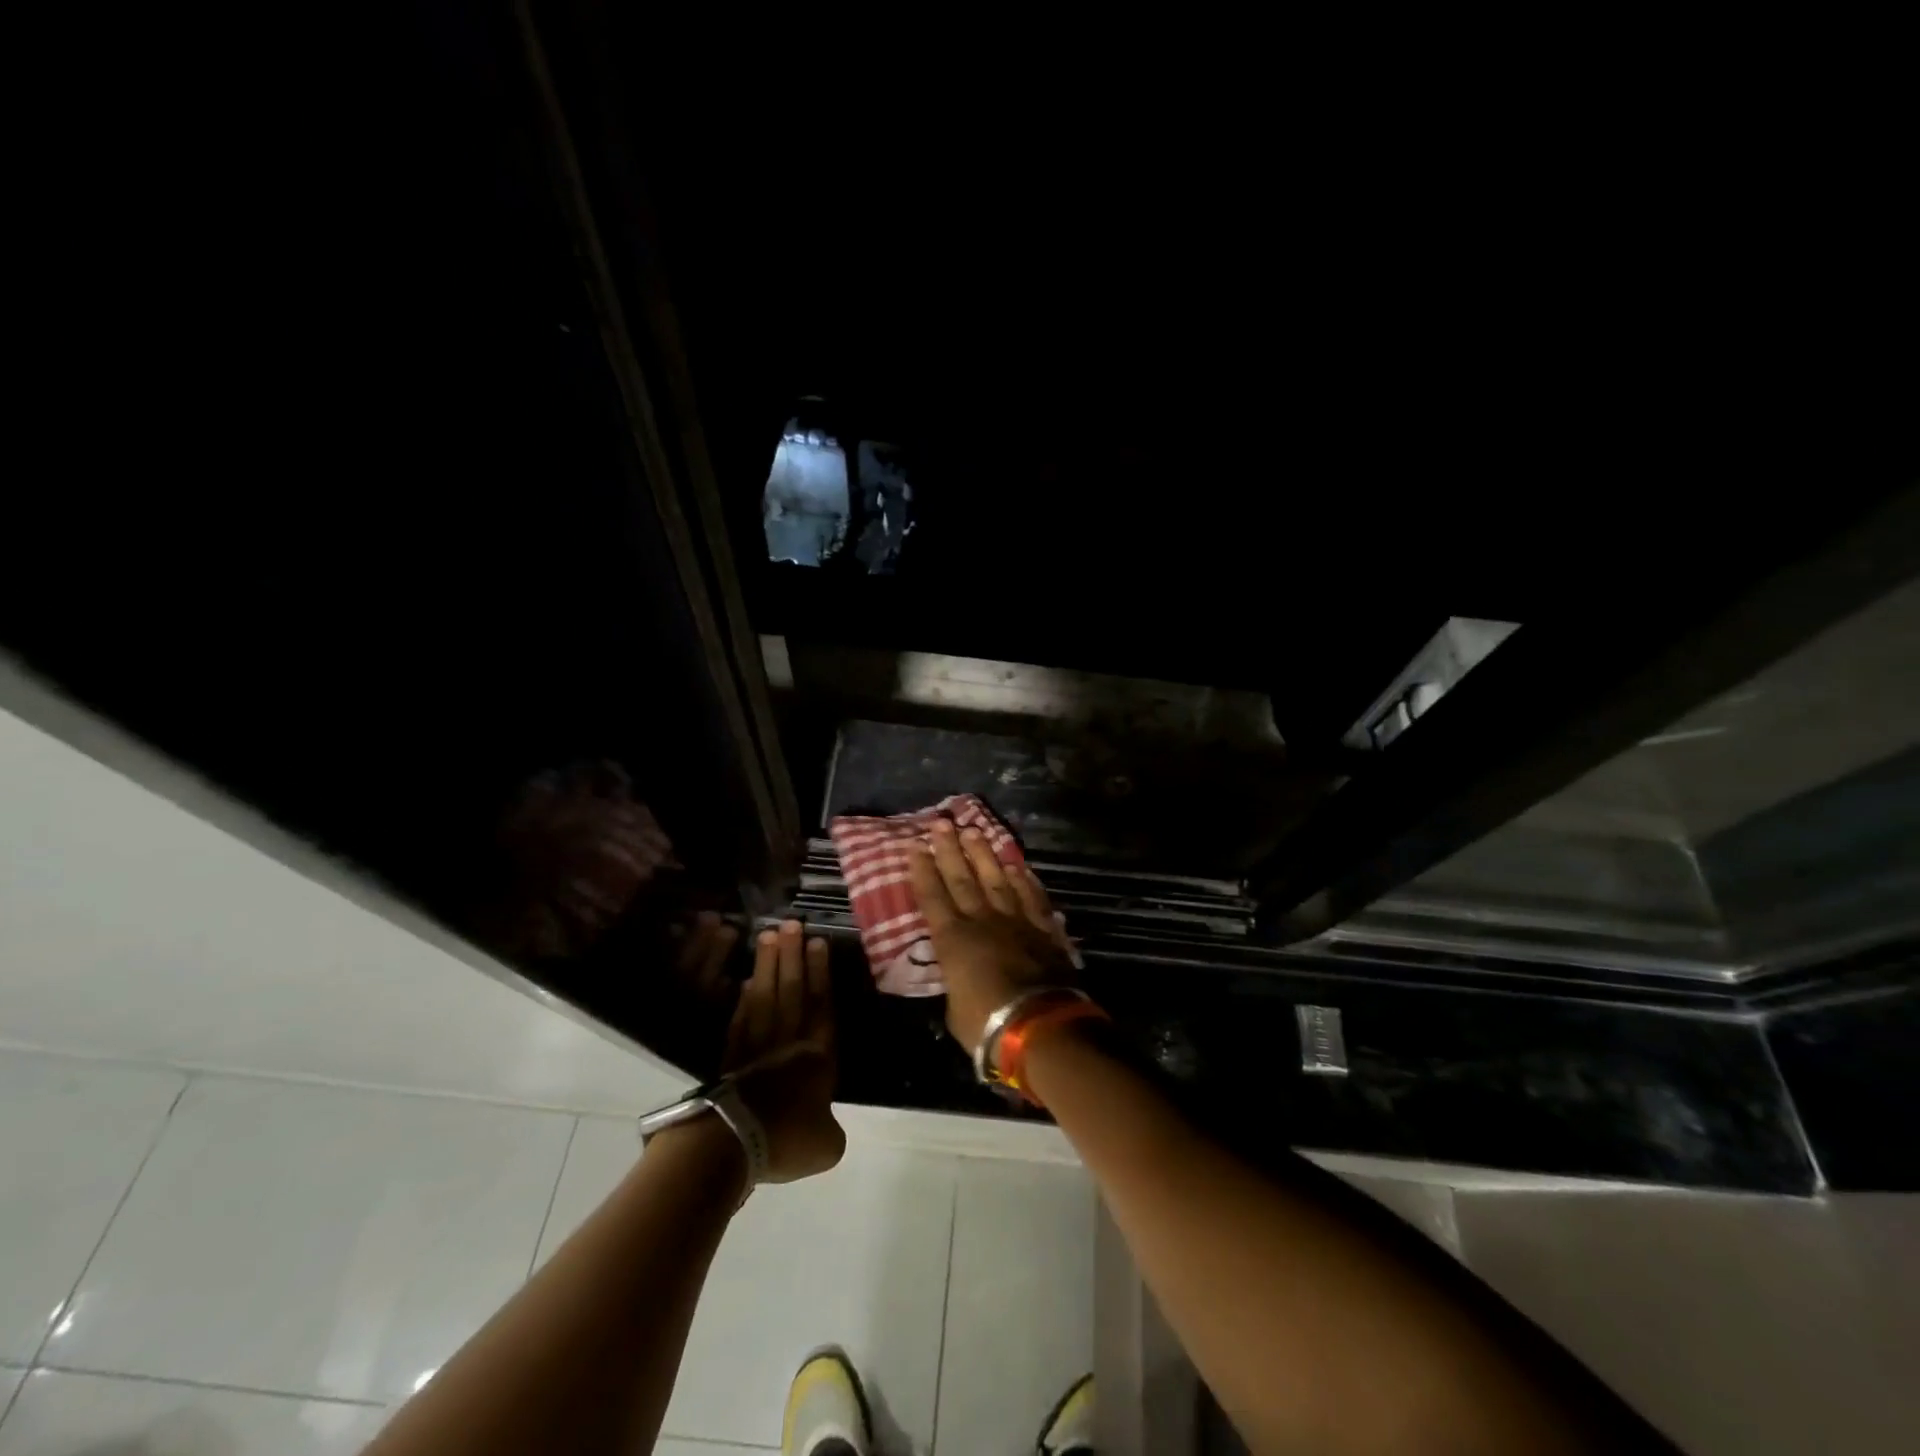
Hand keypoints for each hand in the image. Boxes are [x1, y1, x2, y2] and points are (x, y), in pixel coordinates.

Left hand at [721, 920, 844, 1183]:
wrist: (732, 1145)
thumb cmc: (786, 1139)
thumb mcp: (826, 1145)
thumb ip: (829, 1127)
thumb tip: (823, 1123)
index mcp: (817, 1058)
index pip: (821, 1005)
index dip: (820, 973)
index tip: (818, 942)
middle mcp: (787, 1043)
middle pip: (792, 991)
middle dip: (793, 956)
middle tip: (791, 923)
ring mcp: (755, 1048)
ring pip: (766, 997)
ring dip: (769, 966)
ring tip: (769, 936)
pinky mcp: (729, 1059)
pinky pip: (740, 1020)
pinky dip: (744, 999)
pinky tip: (747, 981)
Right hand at [908, 819, 1076, 1052]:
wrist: (1038, 1024)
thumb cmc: (985, 1024)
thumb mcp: (954, 1008)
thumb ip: (955, 981)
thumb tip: (959, 975)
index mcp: (952, 939)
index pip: (932, 896)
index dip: (922, 870)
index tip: (916, 845)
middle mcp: (981, 920)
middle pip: (961, 878)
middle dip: (949, 849)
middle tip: (941, 823)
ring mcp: (1015, 920)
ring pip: (996, 879)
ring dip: (984, 854)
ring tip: (974, 831)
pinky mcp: (1043, 928)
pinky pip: (1031, 896)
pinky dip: (1023, 879)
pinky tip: (1017, 865)